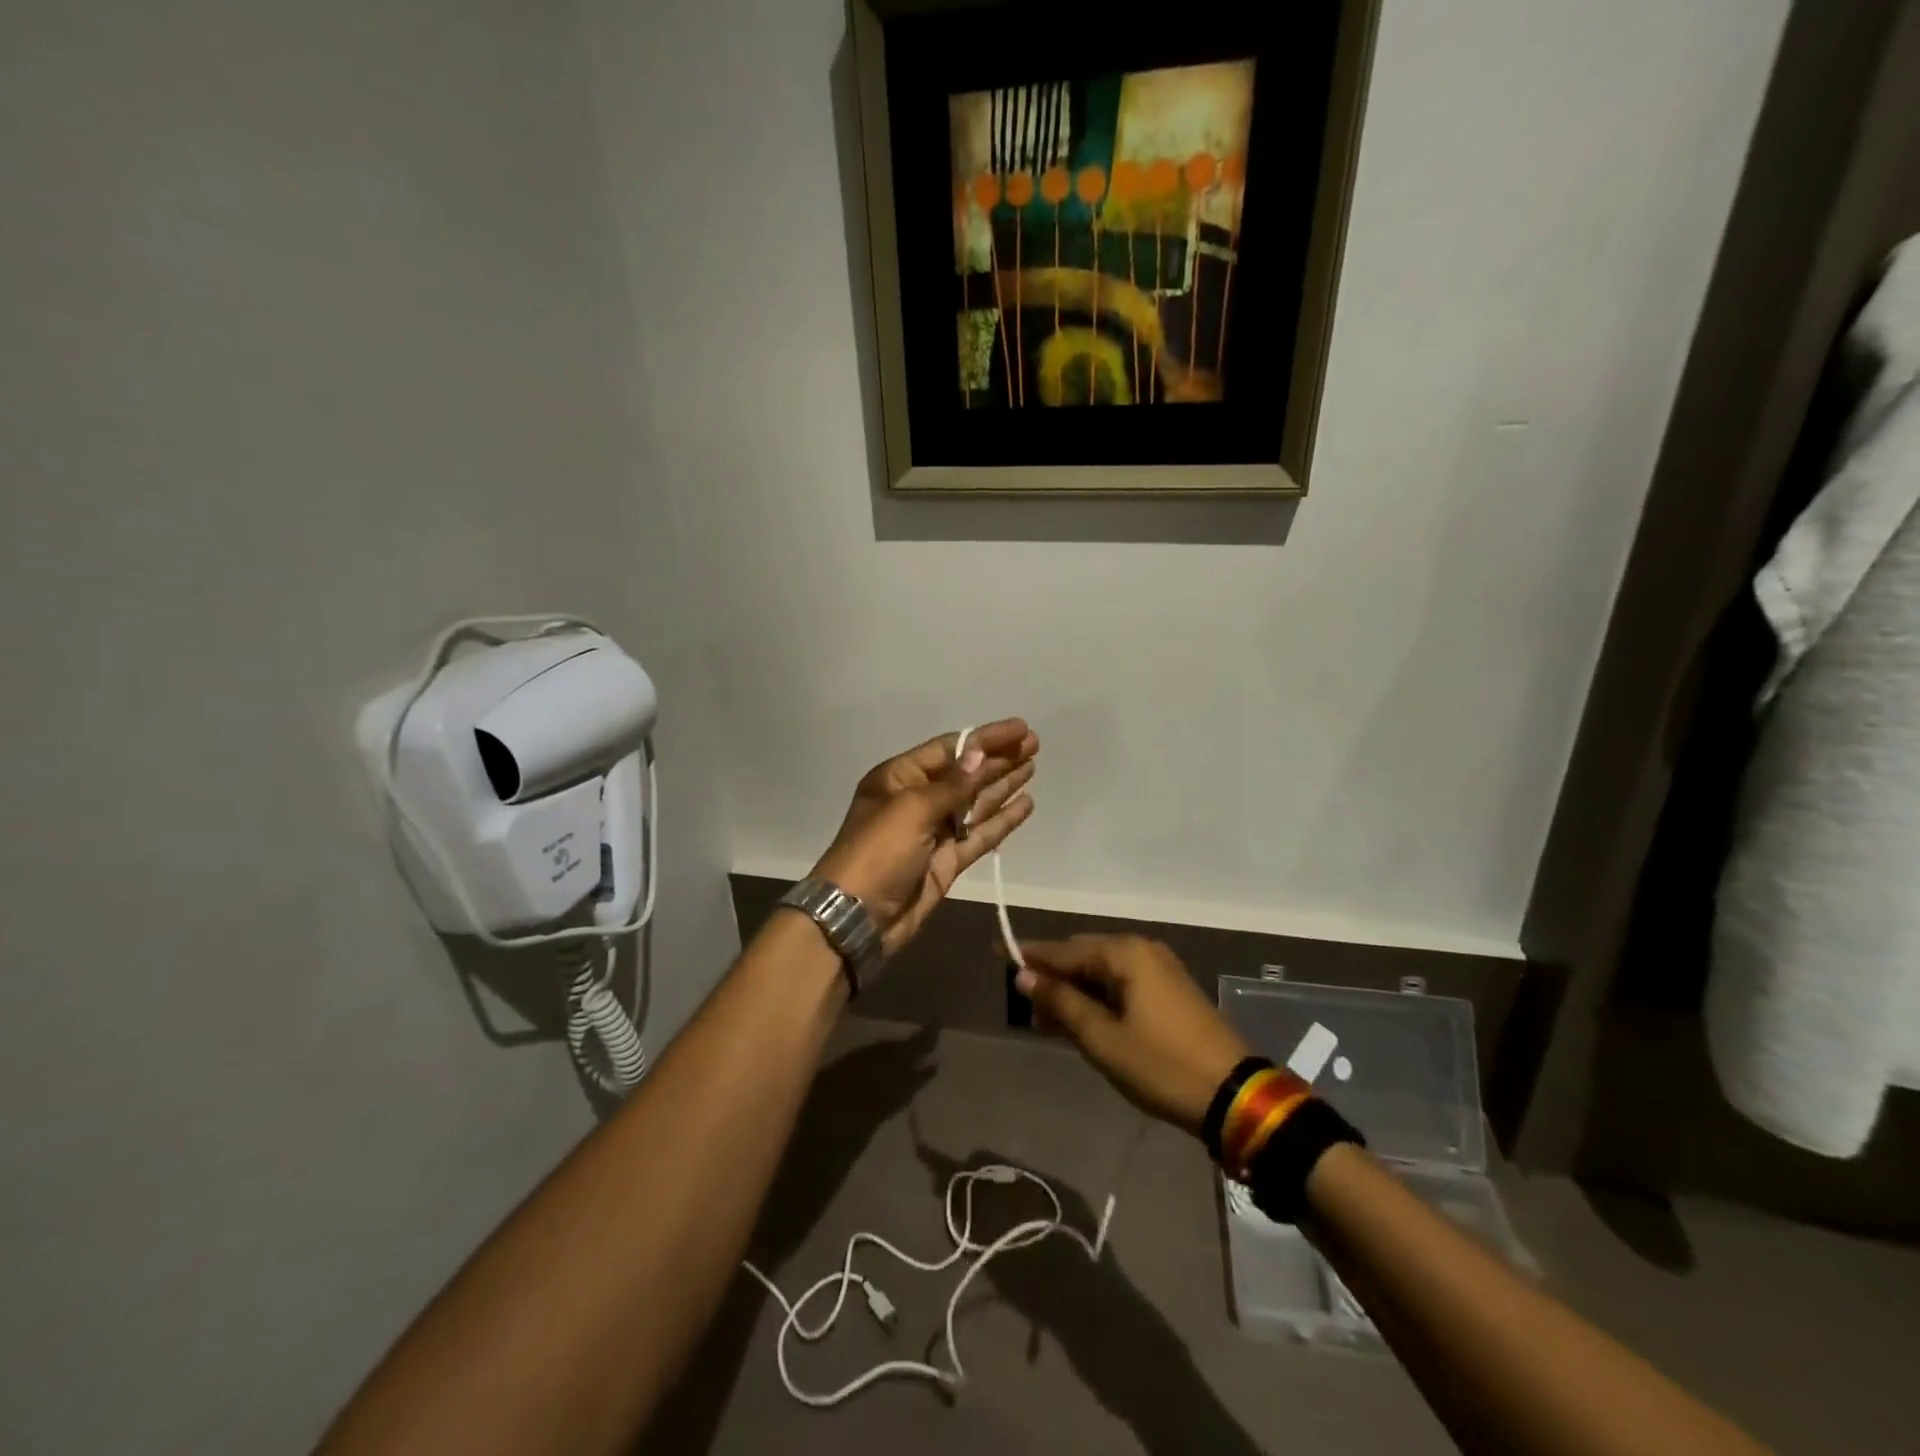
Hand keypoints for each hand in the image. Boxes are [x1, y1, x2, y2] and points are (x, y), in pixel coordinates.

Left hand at [810, 719, 1037, 955]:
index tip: (1021, 728)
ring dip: (1003, 784)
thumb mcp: (912, 809)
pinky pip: (980, 834)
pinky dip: (1002, 820)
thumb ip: (953, 784)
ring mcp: (935, 831)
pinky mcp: (948, 860)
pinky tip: (1025, 804)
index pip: (951, 749)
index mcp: (900, 778)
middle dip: (999, 758)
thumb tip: (980, 754)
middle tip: (1035, 743)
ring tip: (1033, 765)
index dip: (986, 738)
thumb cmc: (879, 851)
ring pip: (976, 802)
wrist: (859, 916)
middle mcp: (918, 799)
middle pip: (966, 773)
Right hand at [1016, 936, 1249, 1134]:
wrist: (1234, 1095)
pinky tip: (1081, 1020)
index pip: (1064, 950)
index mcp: (1125, 953)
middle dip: (1053, 978)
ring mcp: (1160, 969)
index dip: (1029, 956)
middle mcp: (1142, 950)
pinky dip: (1099, 998)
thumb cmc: (1161, 1065)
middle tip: (1023, 1003)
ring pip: (1102, 972)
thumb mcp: (1102, 1038)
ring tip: (1046, 1019)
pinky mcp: (1170, 990)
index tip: (997, 954)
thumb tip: (1024, 976)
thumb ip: (1061, 1002)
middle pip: (1083, 956)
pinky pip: (1122, 984)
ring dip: (1075, 992)